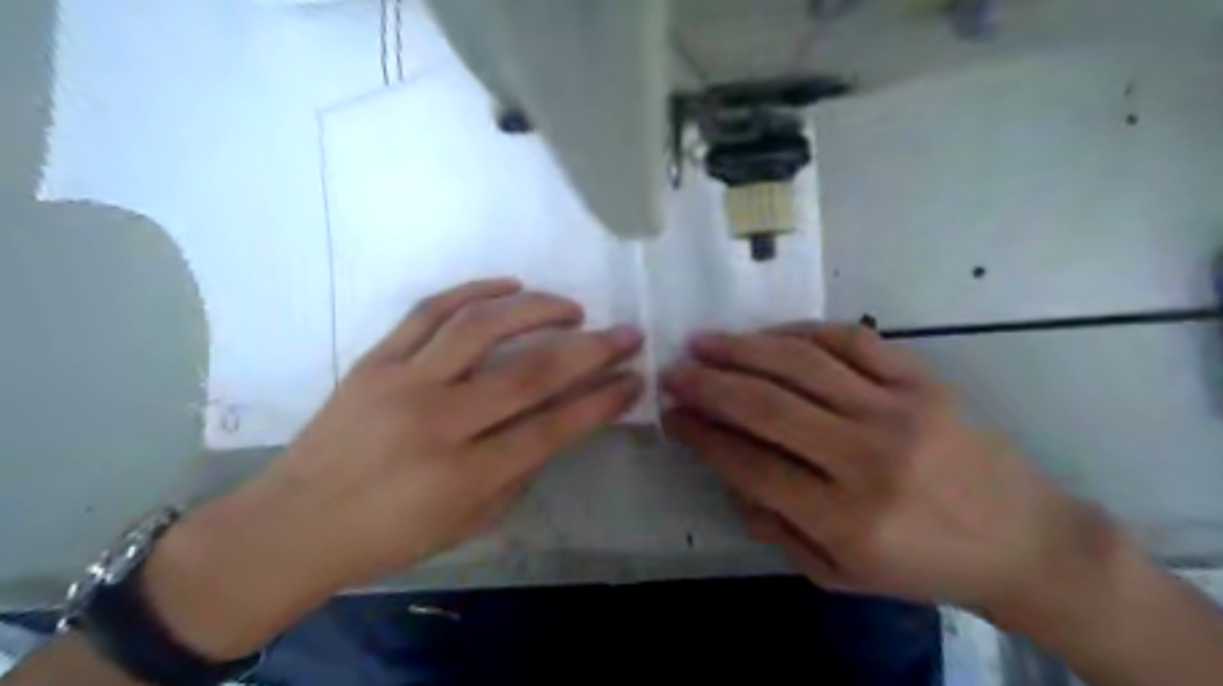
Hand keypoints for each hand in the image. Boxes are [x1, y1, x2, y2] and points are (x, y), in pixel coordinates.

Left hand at [149, 279, 642, 657]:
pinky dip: (473, 290)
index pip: (553, 427)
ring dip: (537, 309)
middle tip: (626, 333)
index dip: (602, 400)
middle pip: (530, 372)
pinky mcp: (374, 360)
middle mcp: (437, 422)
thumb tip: (558, 422)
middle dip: (591, 349)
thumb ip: (518, 472)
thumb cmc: (388, 536)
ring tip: (572, 308)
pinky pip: (428, 312)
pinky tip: (509, 285)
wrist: (291, 525)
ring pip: (481, 328)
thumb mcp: (469, 524)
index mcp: (464, 476)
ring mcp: (401, 383)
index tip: (634, 378)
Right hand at [664, 324, 1121, 624]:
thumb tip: (723, 465)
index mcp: (845, 519)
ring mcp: (898, 411)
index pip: (749, 463)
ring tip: (703, 342)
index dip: (701, 434)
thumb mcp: (836, 572)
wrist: (1024, 542)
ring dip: (742, 349)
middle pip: (766, 406)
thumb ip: (771, 523)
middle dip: (707, 385)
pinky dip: (800, 331)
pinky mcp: (922, 381)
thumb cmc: (922, 564)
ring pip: (801, 364)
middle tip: (672, 371)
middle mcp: (867, 459)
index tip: (671, 415)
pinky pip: (850, 340)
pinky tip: (767, 335)